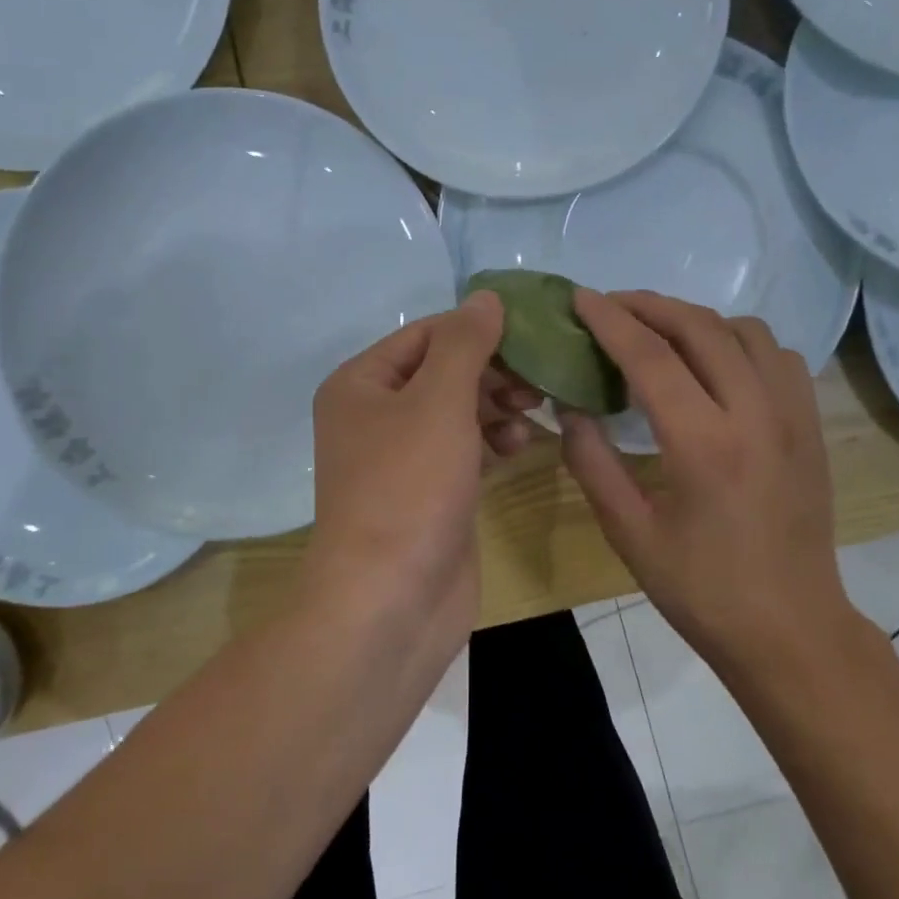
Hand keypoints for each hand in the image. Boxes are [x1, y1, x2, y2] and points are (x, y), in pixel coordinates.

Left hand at [306, 291, 539, 639]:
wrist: (390, 602)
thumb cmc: (408, 487)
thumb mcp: (438, 401)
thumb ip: (465, 344)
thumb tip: (486, 297)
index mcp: (360, 384)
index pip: (426, 334)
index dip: (477, 330)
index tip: (532, 334)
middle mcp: (374, 415)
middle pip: (443, 372)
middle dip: (492, 372)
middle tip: (537, 382)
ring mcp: (401, 457)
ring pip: (458, 411)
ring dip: (496, 407)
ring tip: (532, 413)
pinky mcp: (429, 492)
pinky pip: (464, 449)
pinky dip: (491, 442)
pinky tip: (520, 447)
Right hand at [560, 290, 862, 669]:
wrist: (792, 630)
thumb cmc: (702, 590)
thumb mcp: (629, 534)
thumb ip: (591, 462)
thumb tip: (569, 406)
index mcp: (705, 445)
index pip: (651, 357)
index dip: (610, 320)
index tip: (580, 298)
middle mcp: (756, 415)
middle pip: (700, 327)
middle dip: (649, 305)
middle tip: (610, 305)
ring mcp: (793, 416)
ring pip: (746, 330)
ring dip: (696, 318)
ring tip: (659, 331)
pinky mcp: (812, 426)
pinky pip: (777, 355)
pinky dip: (738, 341)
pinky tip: (714, 363)